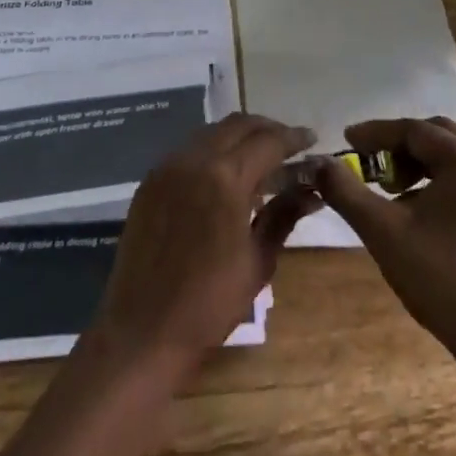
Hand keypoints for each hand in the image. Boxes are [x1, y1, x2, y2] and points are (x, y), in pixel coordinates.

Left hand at [90, 115, 319, 381]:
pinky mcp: (150, 181)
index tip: (312, 139)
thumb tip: (311, 190)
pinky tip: (225, 174)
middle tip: (289, 145)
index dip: (293, 138)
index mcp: (225, 178)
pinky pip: (187, 151)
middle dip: (266, 129)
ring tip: (261, 158)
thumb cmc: (210, 303)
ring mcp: (166, 168)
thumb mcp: (258, 260)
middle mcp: (193, 160)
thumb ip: (283, 215)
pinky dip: (212, 151)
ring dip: (238, 137)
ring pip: (210, 133)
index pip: (267, 141)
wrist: (143, 329)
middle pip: (237, 126)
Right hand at [312, 117, 455, 398]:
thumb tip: (316, 163)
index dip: (376, 133)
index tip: (347, 140)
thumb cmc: (441, 281)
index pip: (415, 129)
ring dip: (423, 162)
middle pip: (440, 135)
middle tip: (370, 164)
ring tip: (395, 188)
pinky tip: (426, 207)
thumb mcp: (382, 231)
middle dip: (401, 145)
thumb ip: (345, 189)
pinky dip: (446, 178)